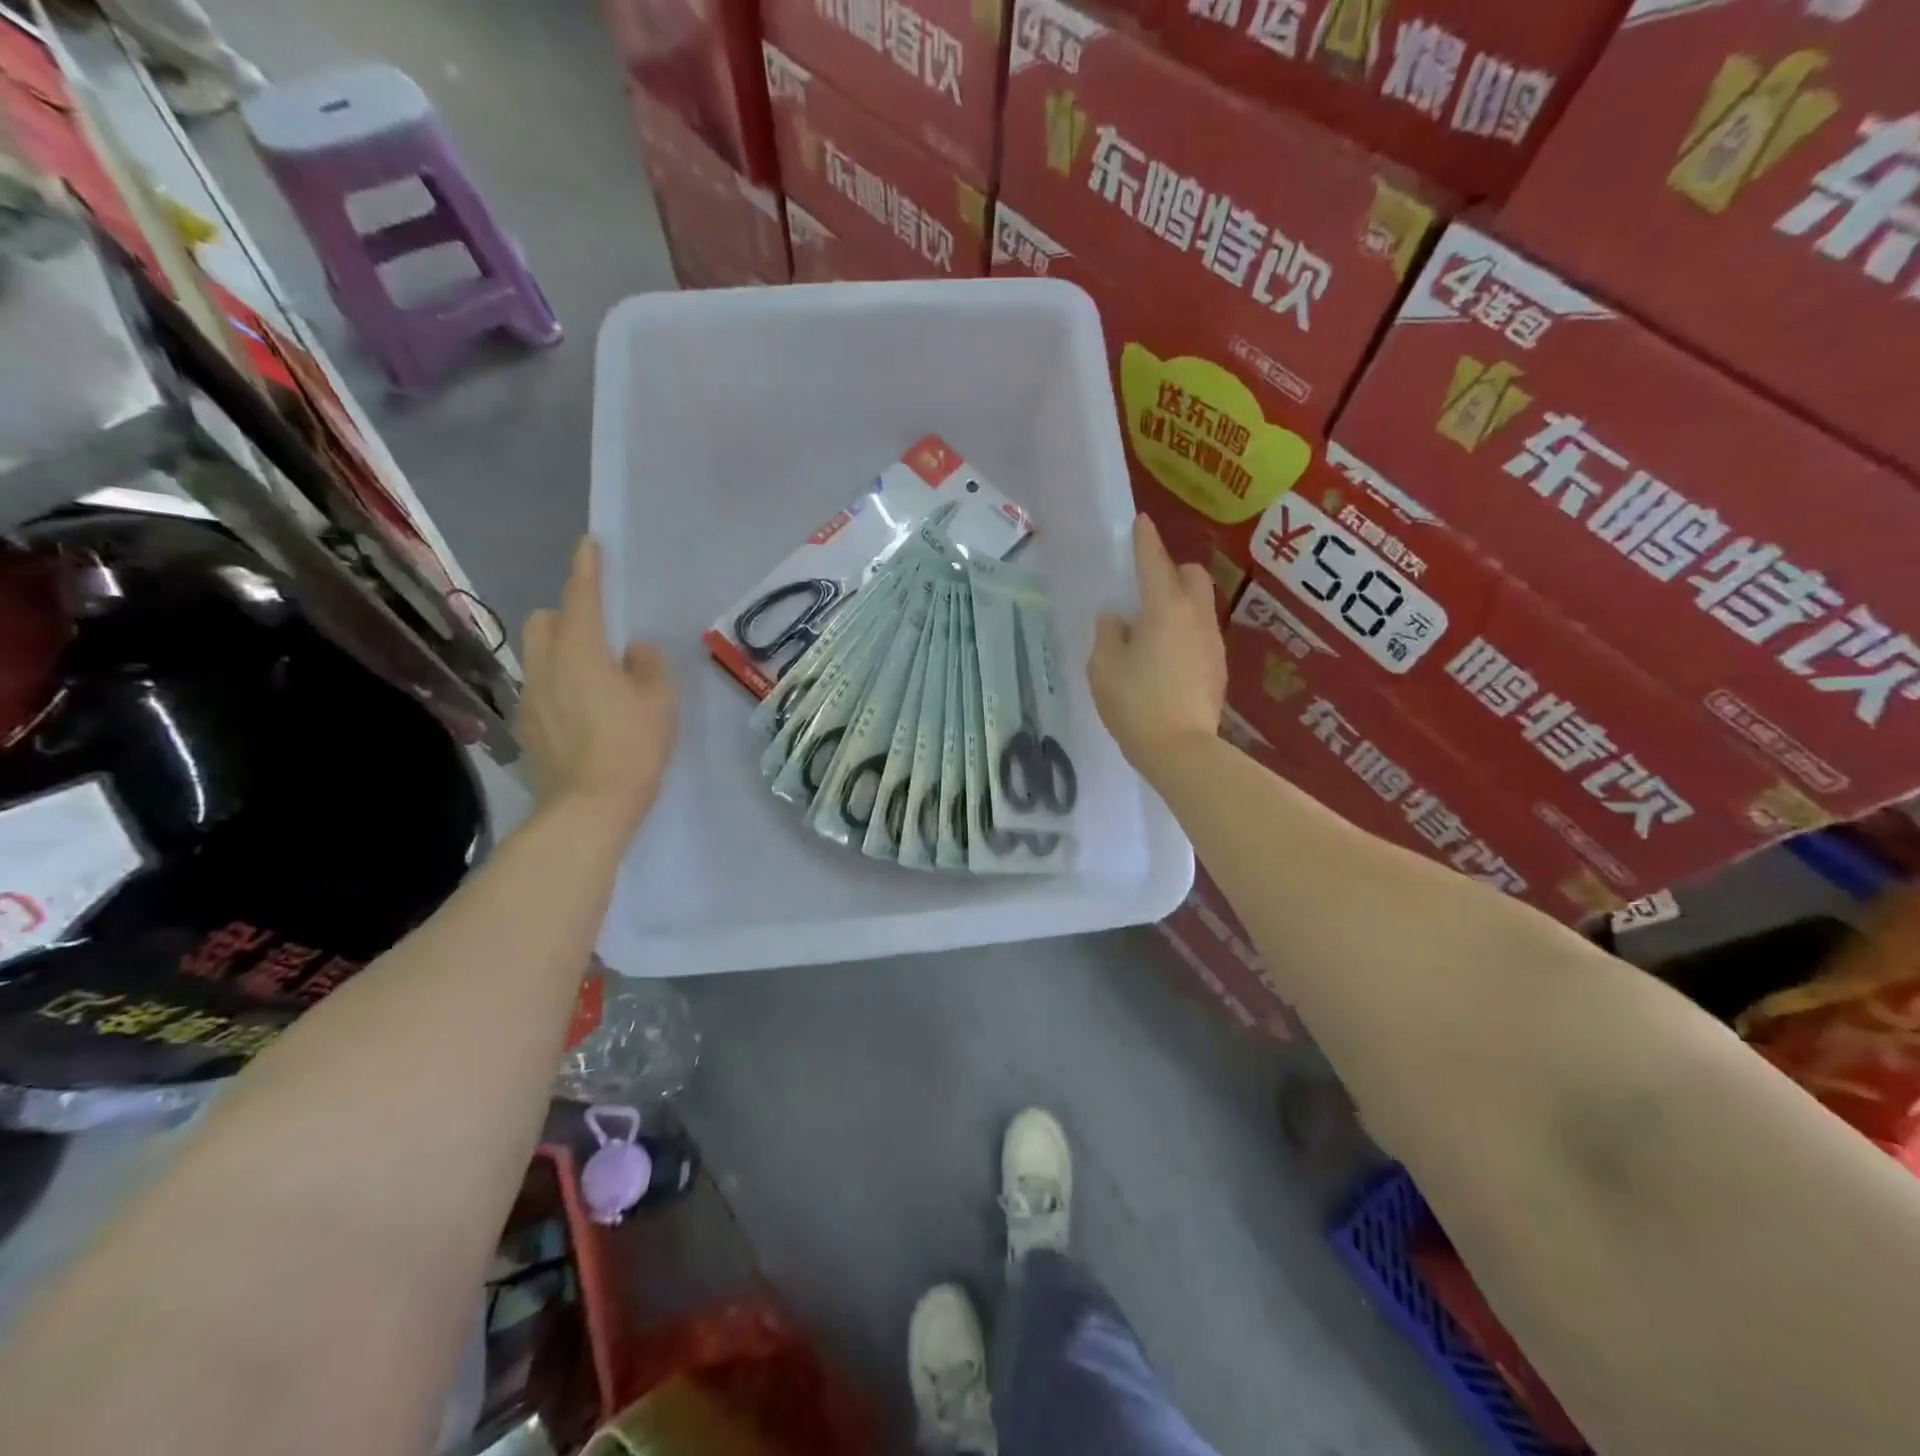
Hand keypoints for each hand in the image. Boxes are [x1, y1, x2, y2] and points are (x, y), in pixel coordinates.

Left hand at [518, 537, 676, 833]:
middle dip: (566, 614)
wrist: (588, 806)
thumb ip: (648, 665)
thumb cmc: (631, 747)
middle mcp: (546, 666)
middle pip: (545, 621)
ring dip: (560, 651)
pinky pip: (539, 688)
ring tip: (593, 676)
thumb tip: (633, 649)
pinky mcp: (527, 727)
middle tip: (598, 632)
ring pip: (537, 655)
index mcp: (581, 652)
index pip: (581, 597)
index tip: (590, 545)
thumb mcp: (658, 701)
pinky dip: (558, 685)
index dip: (587, 569)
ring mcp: (530, 698)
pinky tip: (582, 713)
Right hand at [1089, 515, 1225, 771]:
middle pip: (1192, 575)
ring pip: (1200, 605)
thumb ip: (1107, 635)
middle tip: (1146, 589)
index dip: (1145, 540)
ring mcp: (1212, 642)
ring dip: (1179, 604)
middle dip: (1172, 570)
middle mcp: (1194, 617)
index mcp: (1163, 609)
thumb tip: (1116, 618)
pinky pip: (1201, 634)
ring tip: (1153, 629)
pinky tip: (1167, 658)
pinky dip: (1185, 632)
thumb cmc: (1135, 703)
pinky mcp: (1218, 667)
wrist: (1181, 750)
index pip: (1154, 562)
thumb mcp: (1104, 668)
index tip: (1141, 522)